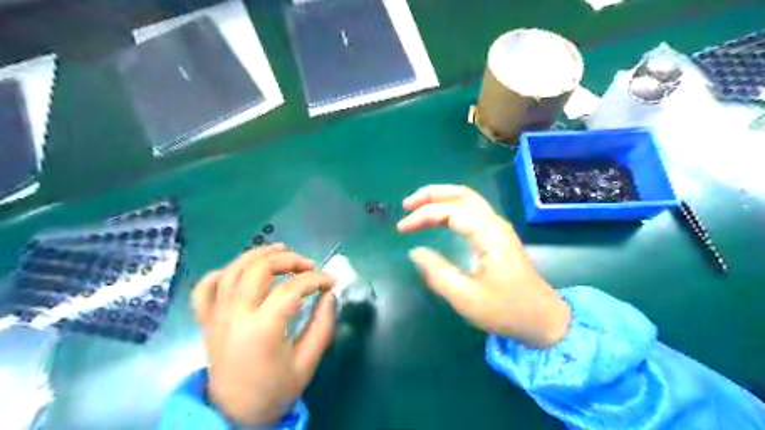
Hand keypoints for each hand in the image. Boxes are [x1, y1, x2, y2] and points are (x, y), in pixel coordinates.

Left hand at [189, 244, 334, 428]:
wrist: (234, 413)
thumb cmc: (274, 389)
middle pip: (260, 269)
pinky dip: (224, 272)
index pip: (292, 288)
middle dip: (289, 260)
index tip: (331, 281)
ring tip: (281, 250)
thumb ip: (323, 324)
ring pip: (234, 269)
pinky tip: (242, 271)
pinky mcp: (206, 319)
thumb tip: (328, 293)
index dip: (316, 279)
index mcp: (262, 329)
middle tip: (308, 265)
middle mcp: (235, 315)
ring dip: (259, 254)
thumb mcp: (308, 361)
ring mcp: (216, 315)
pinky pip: (207, 286)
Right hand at [397, 184, 569, 348]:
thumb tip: (415, 252)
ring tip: (418, 206)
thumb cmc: (506, 310)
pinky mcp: (498, 235)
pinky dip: (451, 207)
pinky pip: (472, 209)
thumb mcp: (466, 298)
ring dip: (441, 198)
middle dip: (431, 194)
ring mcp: (498, 227)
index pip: (450, 211)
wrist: (543, 320)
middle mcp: (494, 223)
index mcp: (488, 234)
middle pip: (461, 194)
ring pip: (468, 198)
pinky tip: (439, 216)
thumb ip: (437, 273)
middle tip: (407, 204)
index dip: (423, 215)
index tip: (402, 229)